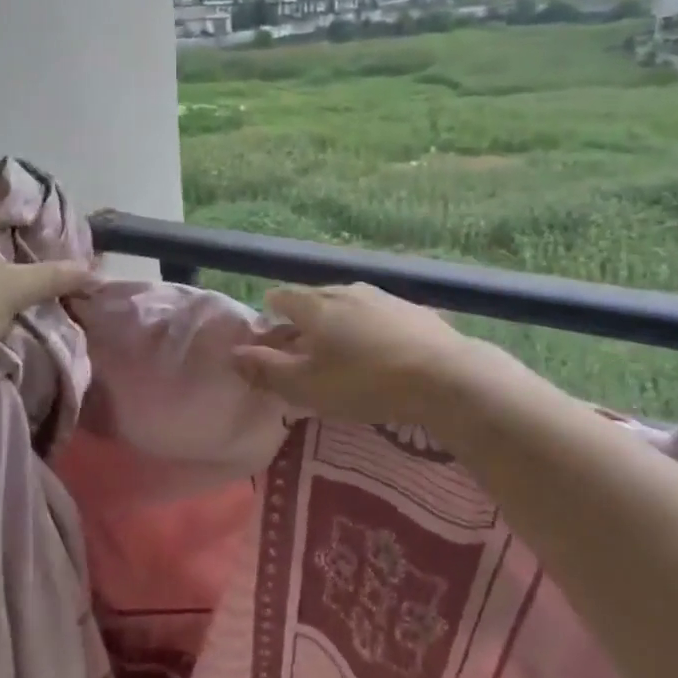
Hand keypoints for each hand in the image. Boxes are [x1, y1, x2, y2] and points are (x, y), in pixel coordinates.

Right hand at [229, 284, 488, 427]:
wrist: (444, 376)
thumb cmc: (364, 382)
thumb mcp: (307, 386)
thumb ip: (267, 370)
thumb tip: (232, 354)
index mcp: (315, 305)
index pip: (282, 297)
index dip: (270, 314)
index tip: (269, 335)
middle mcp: (346, 291)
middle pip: (314, 298)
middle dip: (303, 319)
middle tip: (301, 347)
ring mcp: (383, 297)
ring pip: (348, 304)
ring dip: (337, 321)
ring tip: (340, 348)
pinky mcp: (414, 310)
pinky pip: (378, 314)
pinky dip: (368, 327)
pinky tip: (379, 349)